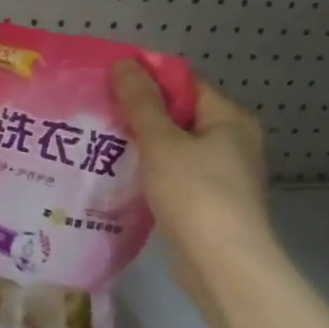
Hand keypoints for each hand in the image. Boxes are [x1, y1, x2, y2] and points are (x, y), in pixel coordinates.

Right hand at [111, 62, 272, 299]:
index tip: (108, 82)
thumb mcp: (162, 141)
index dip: (148, 78)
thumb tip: (124, 63)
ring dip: (141, 144)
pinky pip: (172, 174)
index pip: (185, 83)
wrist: (221, 264)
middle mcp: (231, 142)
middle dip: (139, 113)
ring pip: (173, 147)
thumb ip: (141, 102)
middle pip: (179, 114)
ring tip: (98, 140)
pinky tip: (117, 174)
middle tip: (97, 111)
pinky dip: (148, 171)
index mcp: (229, 119)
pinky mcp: (206, 202)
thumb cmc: (195, 193)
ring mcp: (221, 174)